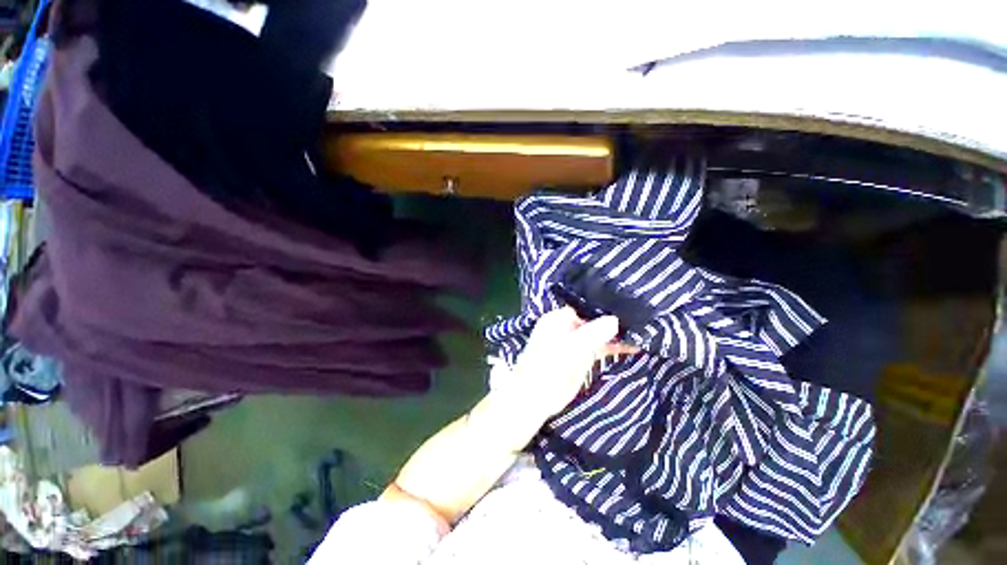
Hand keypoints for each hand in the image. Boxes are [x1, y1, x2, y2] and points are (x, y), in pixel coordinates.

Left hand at [501, 307, 637, 422]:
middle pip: (593, 318)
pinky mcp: (582, 356)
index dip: (603, 304)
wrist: (537, 396)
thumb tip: (615, 319)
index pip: (584, 305)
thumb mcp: (572, 348)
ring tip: (642, 330)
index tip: (625, 302)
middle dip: (613, 318)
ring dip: (616, 333)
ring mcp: (575, 341)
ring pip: (599, 333)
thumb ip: (593, 333)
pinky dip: (614, 347)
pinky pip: (601, 348)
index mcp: (558, 318)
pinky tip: (633, 347)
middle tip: (640, 314)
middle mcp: (567, 326)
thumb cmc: (549, 366)